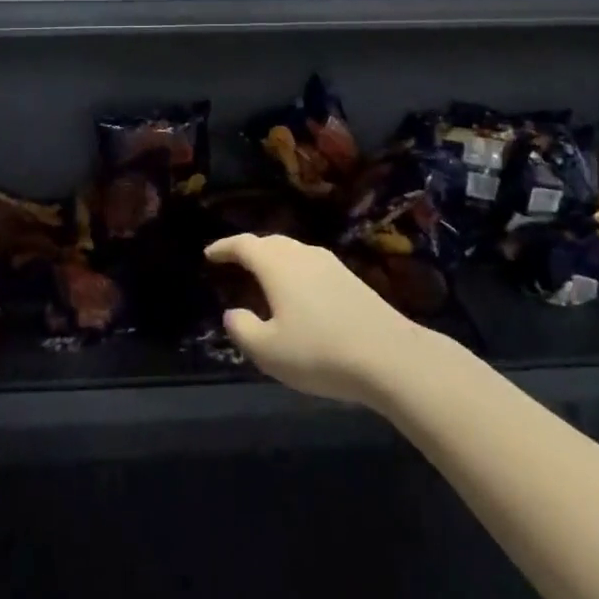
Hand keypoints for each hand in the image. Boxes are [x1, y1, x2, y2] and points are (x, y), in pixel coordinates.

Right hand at [203, 234, 430, 408]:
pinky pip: (310, 263)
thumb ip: (243, 329)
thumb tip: (232, 312)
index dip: (224, 247)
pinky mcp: (349, 277)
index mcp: (277, 264)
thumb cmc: (320, 352)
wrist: (389, 355)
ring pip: (292, 251)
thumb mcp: (269, 351)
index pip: (244, 245)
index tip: (209, 254)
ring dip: (273, 259)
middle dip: (249, 250)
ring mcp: (329, 263)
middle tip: (234, 263)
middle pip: (270, 243)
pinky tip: (297, 292)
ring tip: (263, 277)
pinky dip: (294, 270)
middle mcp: (301, 254)